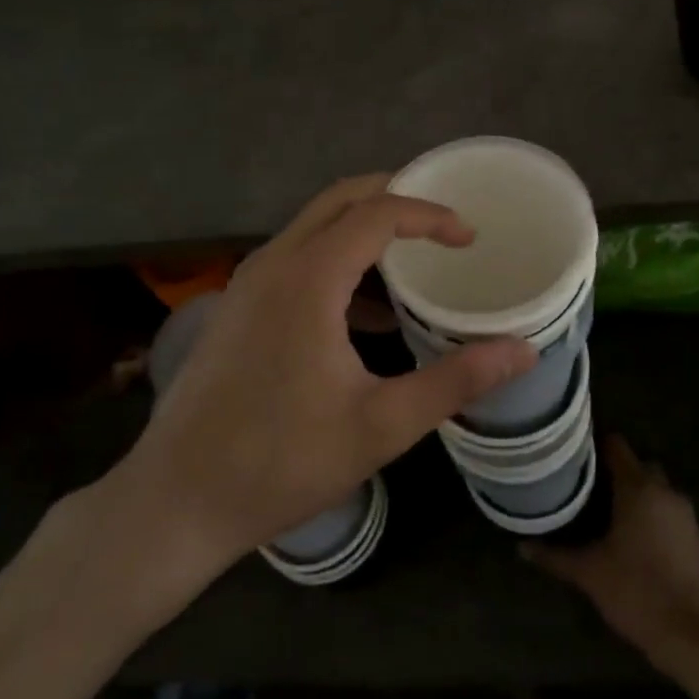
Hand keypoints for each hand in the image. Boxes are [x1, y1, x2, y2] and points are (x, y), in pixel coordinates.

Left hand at [93, 175, 536, 586]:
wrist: (175, 502)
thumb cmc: (281, 462)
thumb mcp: (381, 425)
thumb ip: (455, 381)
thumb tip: (522, 350)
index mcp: (308, 278)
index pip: (378, 213)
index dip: (430, 215)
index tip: (469, 237)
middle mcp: (273, 263)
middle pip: (340, 199)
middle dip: (395, 197)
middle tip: (442, 221)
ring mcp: (247, 283)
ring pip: (313, 225)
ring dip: (364, 227)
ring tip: (412, 258)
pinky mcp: (236, 307)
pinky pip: (295, 257)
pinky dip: (337, 259)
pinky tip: (363, 313)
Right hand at [525, 436, 698, 659]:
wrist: (691, 634)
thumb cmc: (635, 591)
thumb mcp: (589, 573)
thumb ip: (555, 556)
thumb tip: (522, 548)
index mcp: (637, 488)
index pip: (616, 446)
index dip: (595, 443)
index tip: (574, 451)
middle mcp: (664, 490)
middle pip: (638, 464)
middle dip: (616, 469)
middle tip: (587, 483)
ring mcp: (684, 512)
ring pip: (655, 487)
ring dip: (636, 492)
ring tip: (607, 508)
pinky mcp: (695, 535)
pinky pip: (668, 509)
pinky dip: (652, 512)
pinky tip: (634, 535)